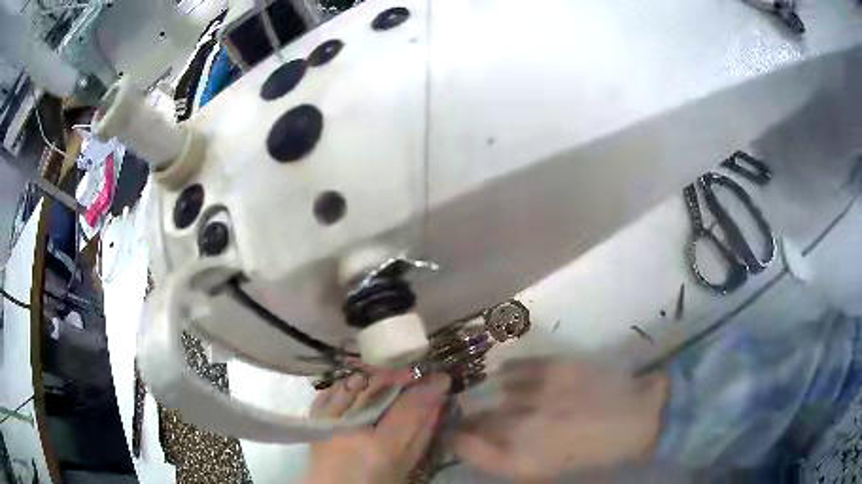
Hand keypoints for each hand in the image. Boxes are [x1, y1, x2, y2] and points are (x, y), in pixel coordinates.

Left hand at [304, 370, 450, 483]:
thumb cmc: (377, 482)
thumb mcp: (407, 463)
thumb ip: (422, 433)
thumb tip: (437, 401)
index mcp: (380, 447)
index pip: (408, 407)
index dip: (428, 388)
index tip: (442, 377)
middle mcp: (351, 428)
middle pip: (379, 387)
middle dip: (402, 374)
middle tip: (418, 372)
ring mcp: (329, 420)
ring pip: (356, 382)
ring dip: (377, 376)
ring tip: (392, 377)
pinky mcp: (315, 416)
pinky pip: (335, 388)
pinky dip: (352, 384)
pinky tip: (362, 385)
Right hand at [453, 358, 667, 479]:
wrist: (637, 420)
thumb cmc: (593, 455)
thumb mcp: (546, 470)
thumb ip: (507, 459)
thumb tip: (479, 443)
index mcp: (519, 460)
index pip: (465, 446)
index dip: (455, 439)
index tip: (455, 434)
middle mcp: (521, 428)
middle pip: (477, 419)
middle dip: (470, 419)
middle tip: (475, 418)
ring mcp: (538, 395)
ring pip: (496, 393)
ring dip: (492, 397)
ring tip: (500, 398)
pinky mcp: (555, 368)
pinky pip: (516, 368)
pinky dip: (509, 373)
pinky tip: (511, 376)